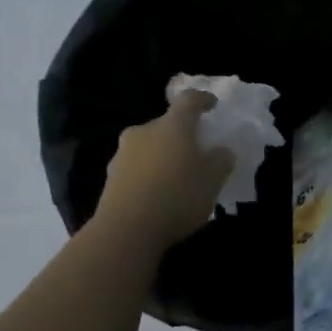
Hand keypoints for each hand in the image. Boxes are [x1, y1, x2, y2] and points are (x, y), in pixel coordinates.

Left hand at [94, 91, 233, 251]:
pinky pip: (136, 169)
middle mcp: (144, 132)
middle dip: (180, 135)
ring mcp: (122, 154)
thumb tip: (221, 151)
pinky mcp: (110, 179)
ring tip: (176, 178)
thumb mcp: (212, 180)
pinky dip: (148, 176)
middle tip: (194, 151)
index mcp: (172, 125)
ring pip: (148, 147)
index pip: (188, 100)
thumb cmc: (177, 196)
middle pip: (165, 125)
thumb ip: (221, 161)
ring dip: (162, 156)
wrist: (125, 231)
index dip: (202, 99)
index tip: (211, 104)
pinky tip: (158, 195)